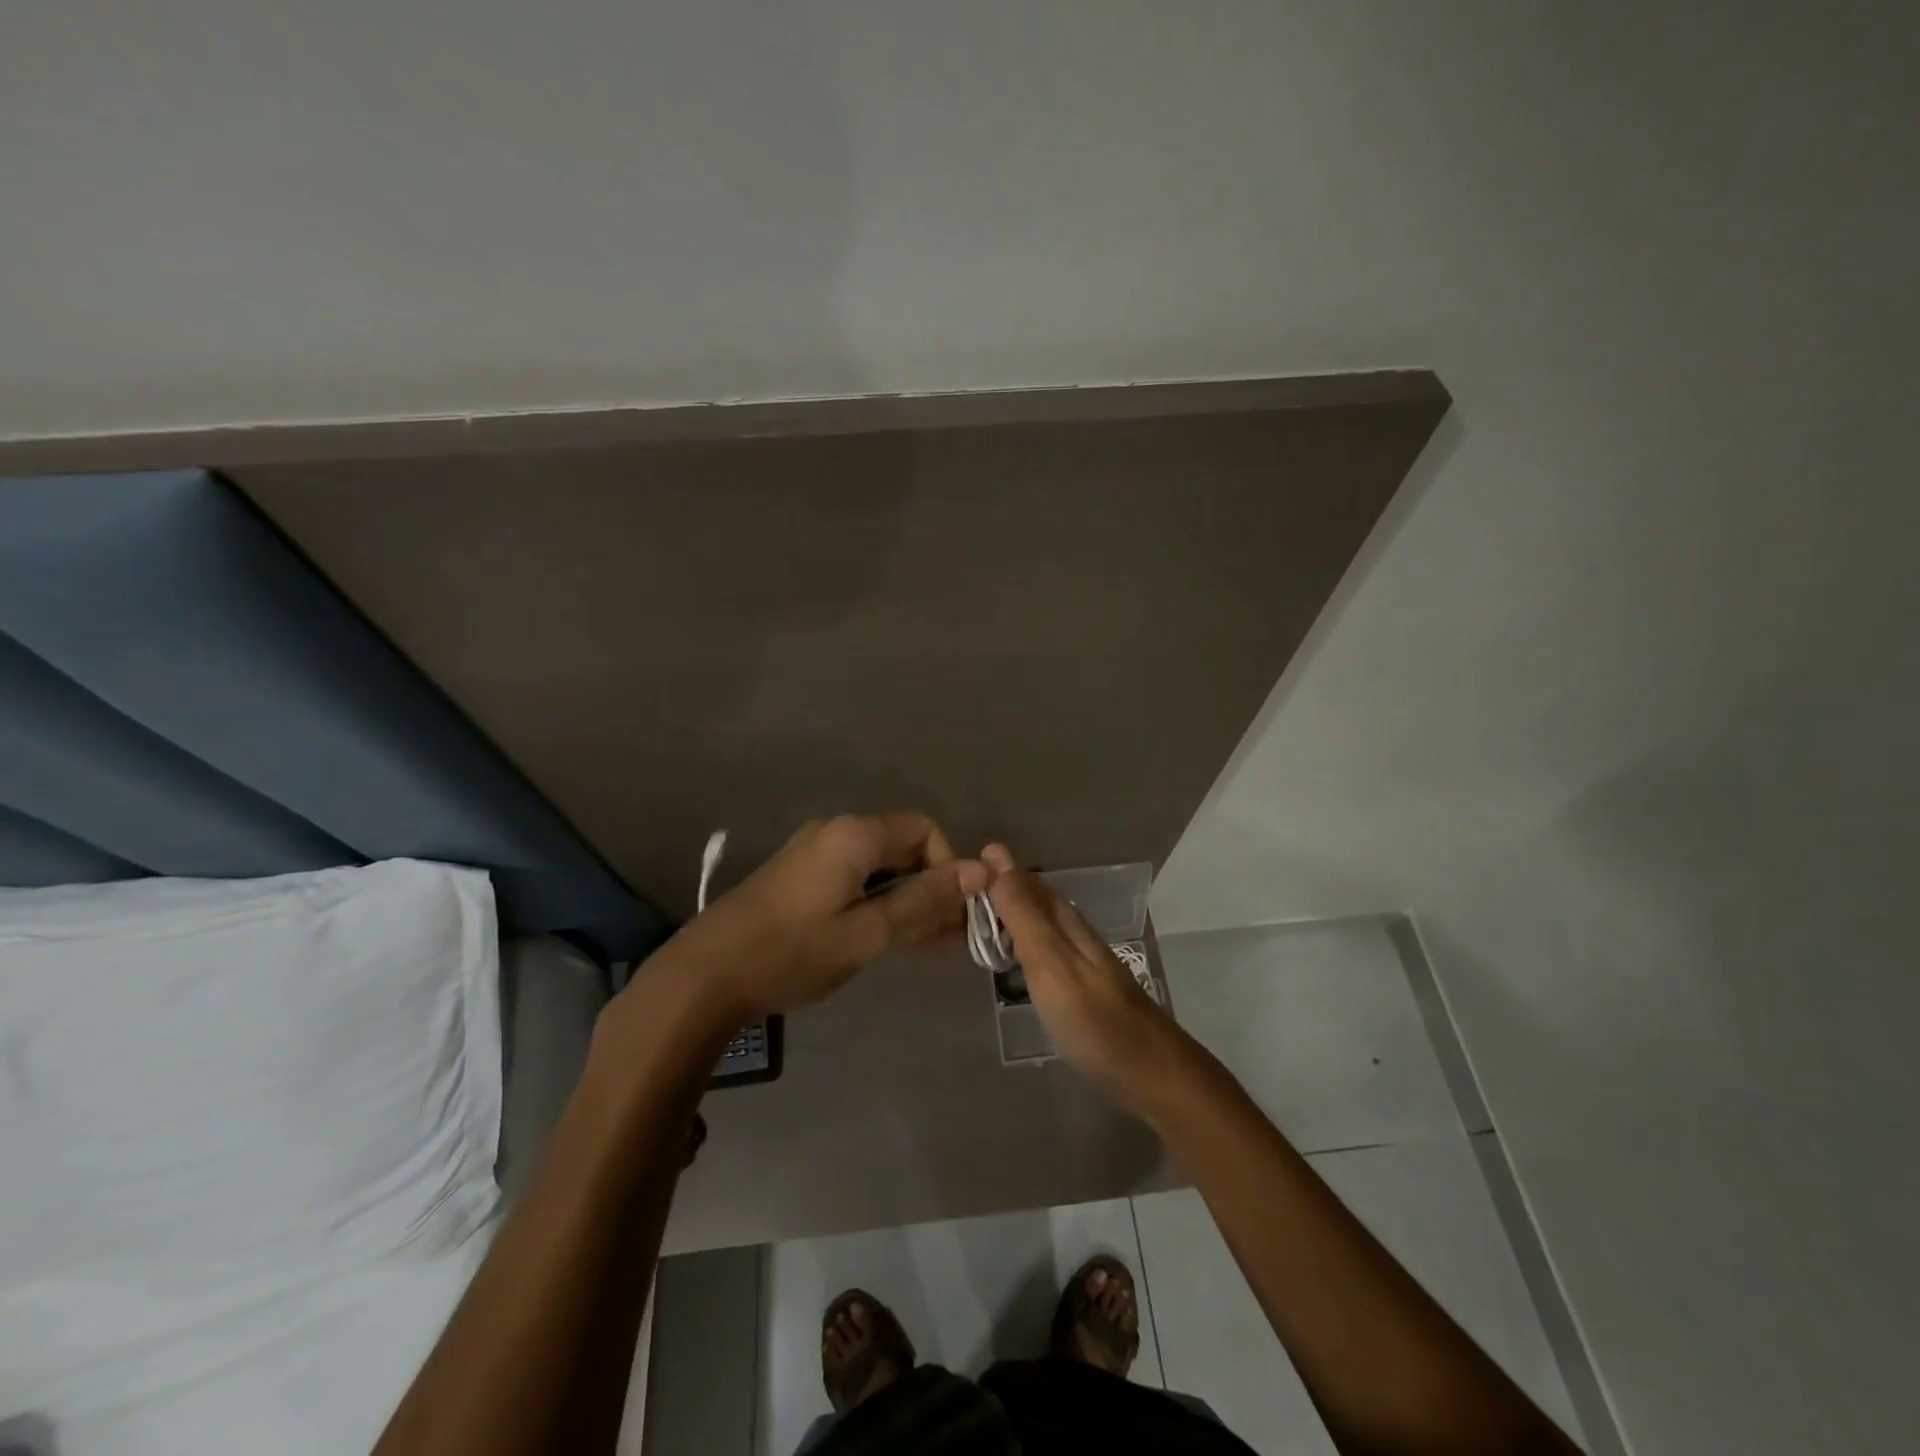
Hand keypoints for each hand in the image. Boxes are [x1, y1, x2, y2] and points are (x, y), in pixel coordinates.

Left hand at [673, 813, 985, 1022]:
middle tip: (943, 938)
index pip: (925, 829)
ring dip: (904, 899)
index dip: (947, 866)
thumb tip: (981, 870)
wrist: (705, 976)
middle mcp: (834, 832)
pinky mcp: (797, 877)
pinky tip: (881, 939)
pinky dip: (876, 902)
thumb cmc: (793, 952)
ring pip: (878, 867)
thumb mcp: (868, 932)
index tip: (950, 912)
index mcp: (855, 834)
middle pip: (902, 846)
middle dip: (929, 887)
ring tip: (919, 946)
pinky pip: (852, 878)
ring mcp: (812, 854)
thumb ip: (925, 900)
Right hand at [982, 843, 1185, 1115]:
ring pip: (1038, 926)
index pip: (1024, 881)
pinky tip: (1010, 963)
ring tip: (973, 928)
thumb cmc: (1094, 1020)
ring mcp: (1082, 961)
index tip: (953, 877)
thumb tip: (995, 855)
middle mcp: (1075, 932)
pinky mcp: (1083, 989)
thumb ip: (1022, 914)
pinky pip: (1044, 952)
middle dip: (998, 895)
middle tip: (955, 902)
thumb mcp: (1050, 963)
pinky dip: (1021, 948)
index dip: (993, 874)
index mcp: (1066, 920)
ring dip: (1008, 921)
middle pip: (1033, 901)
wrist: (1152, 1074)